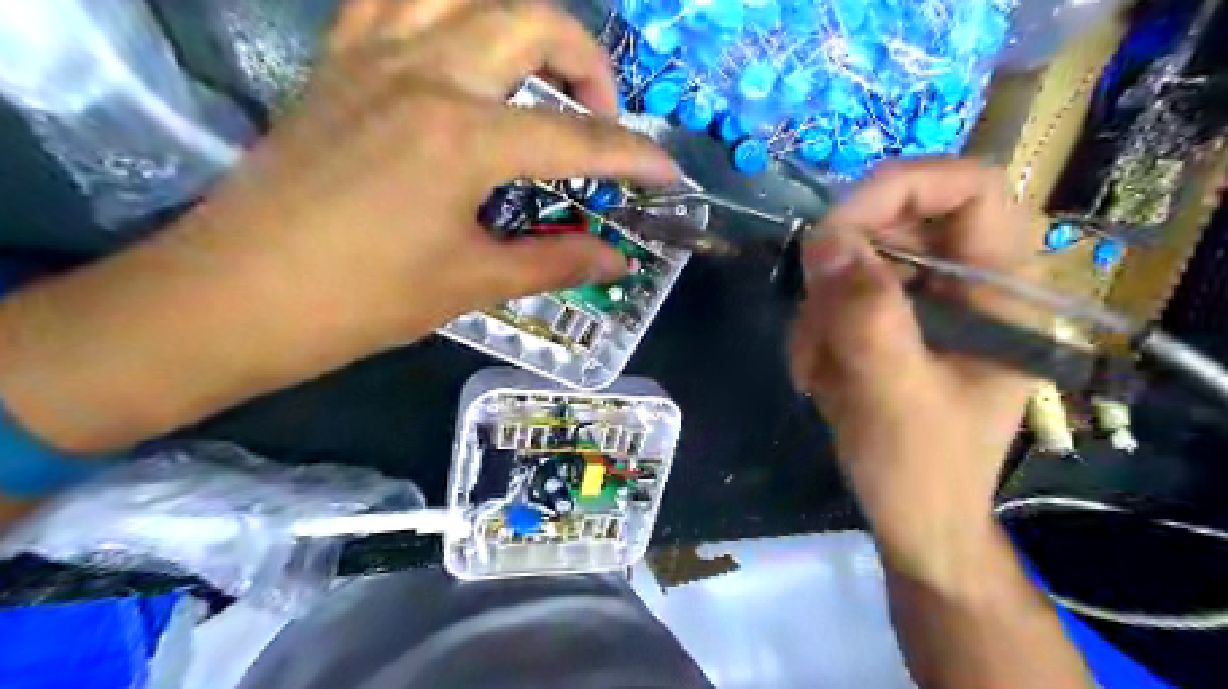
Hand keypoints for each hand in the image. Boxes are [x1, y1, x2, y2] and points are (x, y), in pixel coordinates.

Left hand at [194, 0, 680, 349]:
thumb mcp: (471, 283)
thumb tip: (617, 259)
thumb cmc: (360, 300)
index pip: (576, 140)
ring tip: (540, 74)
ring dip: (520, 23)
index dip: (632, 158)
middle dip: (588, 64)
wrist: (236, 296)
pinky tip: (461, 49)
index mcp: (462, 137)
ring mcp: (373, 57)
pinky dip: (444, 10)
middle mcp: (425, 74)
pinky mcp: (338, 63)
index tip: (667, 173)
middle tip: (601, 119)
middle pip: (530, 22)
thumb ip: (555, 261)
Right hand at [787, 159, 1033, 584]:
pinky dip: (815, 331)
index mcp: (1003, 292)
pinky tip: (819, 375)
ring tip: (817, 369)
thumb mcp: (894, 396)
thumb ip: (867, 318)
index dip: (902, 187)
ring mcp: (925, 302)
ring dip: (820, 313)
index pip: (971, 188)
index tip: (835, 230)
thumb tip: (824, 240)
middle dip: (840, 273)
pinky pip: (837, 297)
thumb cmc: (922, 471)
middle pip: (896, 223)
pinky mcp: (891, 322)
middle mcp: (967, 284)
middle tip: (813, 322)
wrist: (914, 519)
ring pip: (854, 263)